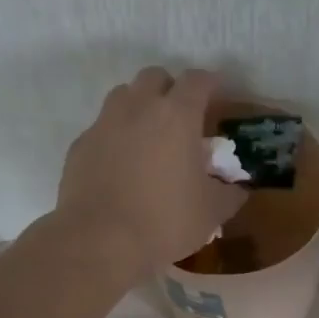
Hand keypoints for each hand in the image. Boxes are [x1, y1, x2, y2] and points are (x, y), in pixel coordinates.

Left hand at [56, 67, 248, 280]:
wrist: (99, 241)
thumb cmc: (165, 221)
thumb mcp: (212, 212)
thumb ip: (230, 193)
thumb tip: (238, 188)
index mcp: (177, 116)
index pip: (198, 80)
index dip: (212, 82)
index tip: (219, 94)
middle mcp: (139, 108)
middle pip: (155, 76)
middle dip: (171, 88)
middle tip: (182, 115)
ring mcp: (104, 124)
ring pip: (123, 94)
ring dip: (140, 105)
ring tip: (150, 134)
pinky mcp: (80, 145)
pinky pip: (102, 127)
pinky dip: (116, 135)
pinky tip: (121, 162)